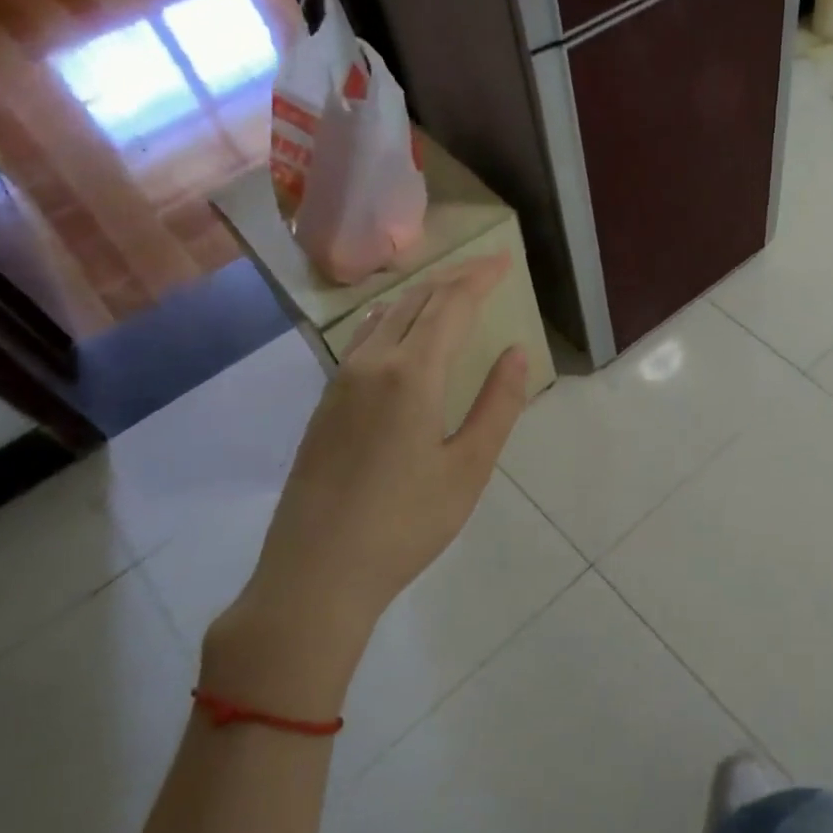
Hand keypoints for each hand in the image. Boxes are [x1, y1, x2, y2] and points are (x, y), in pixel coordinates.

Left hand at [202, 254, 528, 717]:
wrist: (315, 572)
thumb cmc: (406, 523)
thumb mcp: (469, 467)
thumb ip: (498, 404)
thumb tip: (516, 352)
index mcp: (411, 374)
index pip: (450, 305)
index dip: (479, 278)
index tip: (504, 259)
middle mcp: (371, 364)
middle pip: (415, 302)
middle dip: (453, 279)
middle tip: (484, 270)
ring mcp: (340, 383)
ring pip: (384, 317)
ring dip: (420, 296)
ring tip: (448, 291)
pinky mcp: (325, 405)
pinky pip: (362, 340)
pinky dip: (391, 319)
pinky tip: (395, 328)